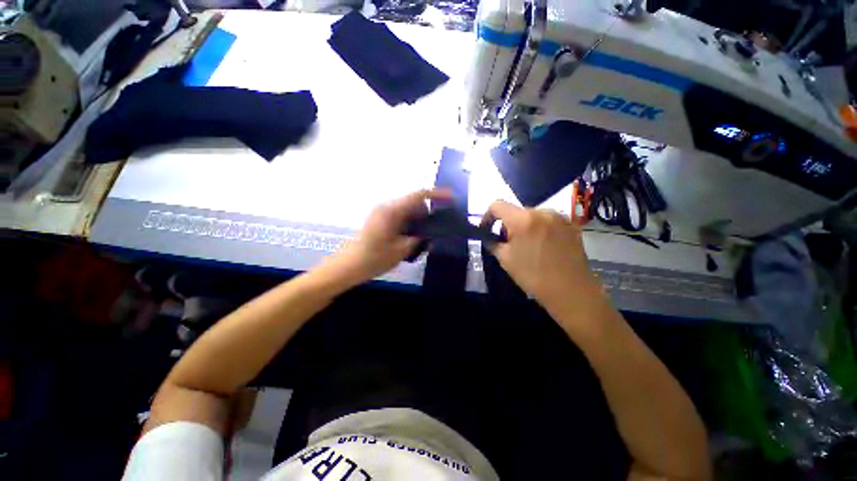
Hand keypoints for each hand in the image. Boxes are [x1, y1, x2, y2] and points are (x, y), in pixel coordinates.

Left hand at [326, 189, 451, 285]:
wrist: (346, 267)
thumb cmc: (373, 259)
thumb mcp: (401, 250)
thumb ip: (419, 239)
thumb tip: (431, 233)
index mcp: (392, 211)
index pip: (418, 195)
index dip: (436, 194)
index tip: (451, 198)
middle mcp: (387, 208)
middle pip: (414, 203)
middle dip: (426, 214)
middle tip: (433, 232)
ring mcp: (382, 214)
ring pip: (407, 211)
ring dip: (417, 222)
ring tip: (420, 240)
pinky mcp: (379, 221)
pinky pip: (400, 218)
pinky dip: (408, 225)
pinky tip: (409, 240)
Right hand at [481, 201, 602, 309]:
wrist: (571, 291)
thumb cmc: (533, 276)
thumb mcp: (505, 259)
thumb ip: (493, 243)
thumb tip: (489, 237)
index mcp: (523, 219)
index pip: (497, 205)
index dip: (487, 216)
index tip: (487, 229)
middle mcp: (542, 211)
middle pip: (516, 211)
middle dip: (508, 224)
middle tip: (508, 242)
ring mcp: (559, 217)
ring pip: (532, 216)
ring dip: (524, 226)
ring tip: (527, 245)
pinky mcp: (571, 224)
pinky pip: (547, 221)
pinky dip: (539, 229)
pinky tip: (543, 246)